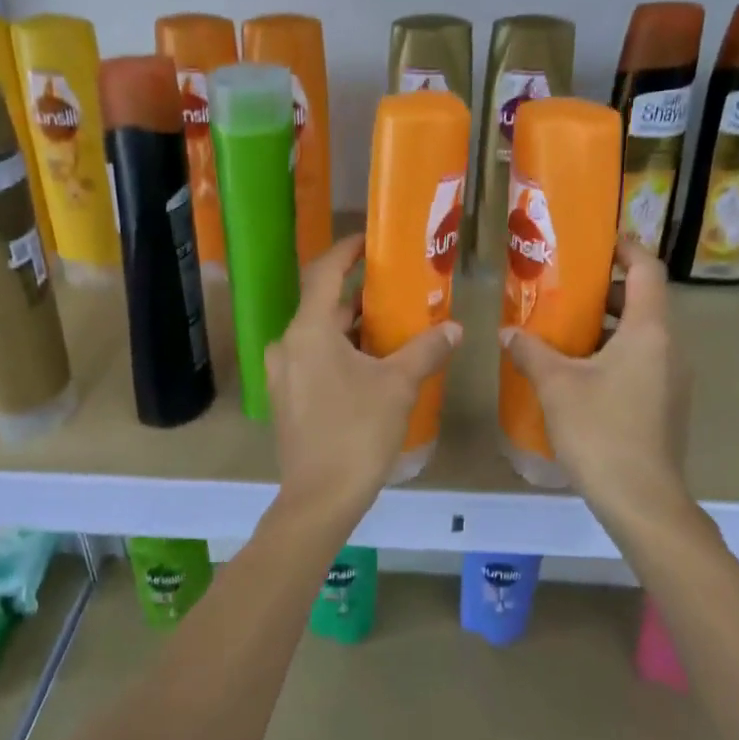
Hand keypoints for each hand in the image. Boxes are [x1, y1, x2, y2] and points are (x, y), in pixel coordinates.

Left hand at [266, 235, 461, 515]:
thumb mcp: (399, 386)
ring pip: (320, 336)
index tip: (370, 241)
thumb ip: (426, 350)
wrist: (320, 498)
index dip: (347, 252)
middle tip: (397, 287)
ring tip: (393, 324)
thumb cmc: (357, 433)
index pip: (325, 274)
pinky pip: (315, 360)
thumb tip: (455, 327)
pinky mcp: (288, 399)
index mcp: (308, 331)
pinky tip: (373, 363)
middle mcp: (287, 345)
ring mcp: (283, 374)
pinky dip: (342, 352)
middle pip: (324, 306)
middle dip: (359, 296)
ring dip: (352, 327)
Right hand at [501, 240, 692, 528]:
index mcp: (649, 331)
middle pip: (642, 302)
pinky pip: (641, 362)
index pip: (647, 269)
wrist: (642, 499)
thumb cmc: (600, 431)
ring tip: (561, 329)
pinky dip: (612, 354)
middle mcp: (670, 347)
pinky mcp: (665, 404)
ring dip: (604, 326)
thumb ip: (530, 351)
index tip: (597, 241)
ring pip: (640, 335)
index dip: (625, 247)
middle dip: (604, 290)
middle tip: (562, 289)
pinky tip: (576, 372)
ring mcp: (672, 378)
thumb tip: (508, 332)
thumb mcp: (556, 385)